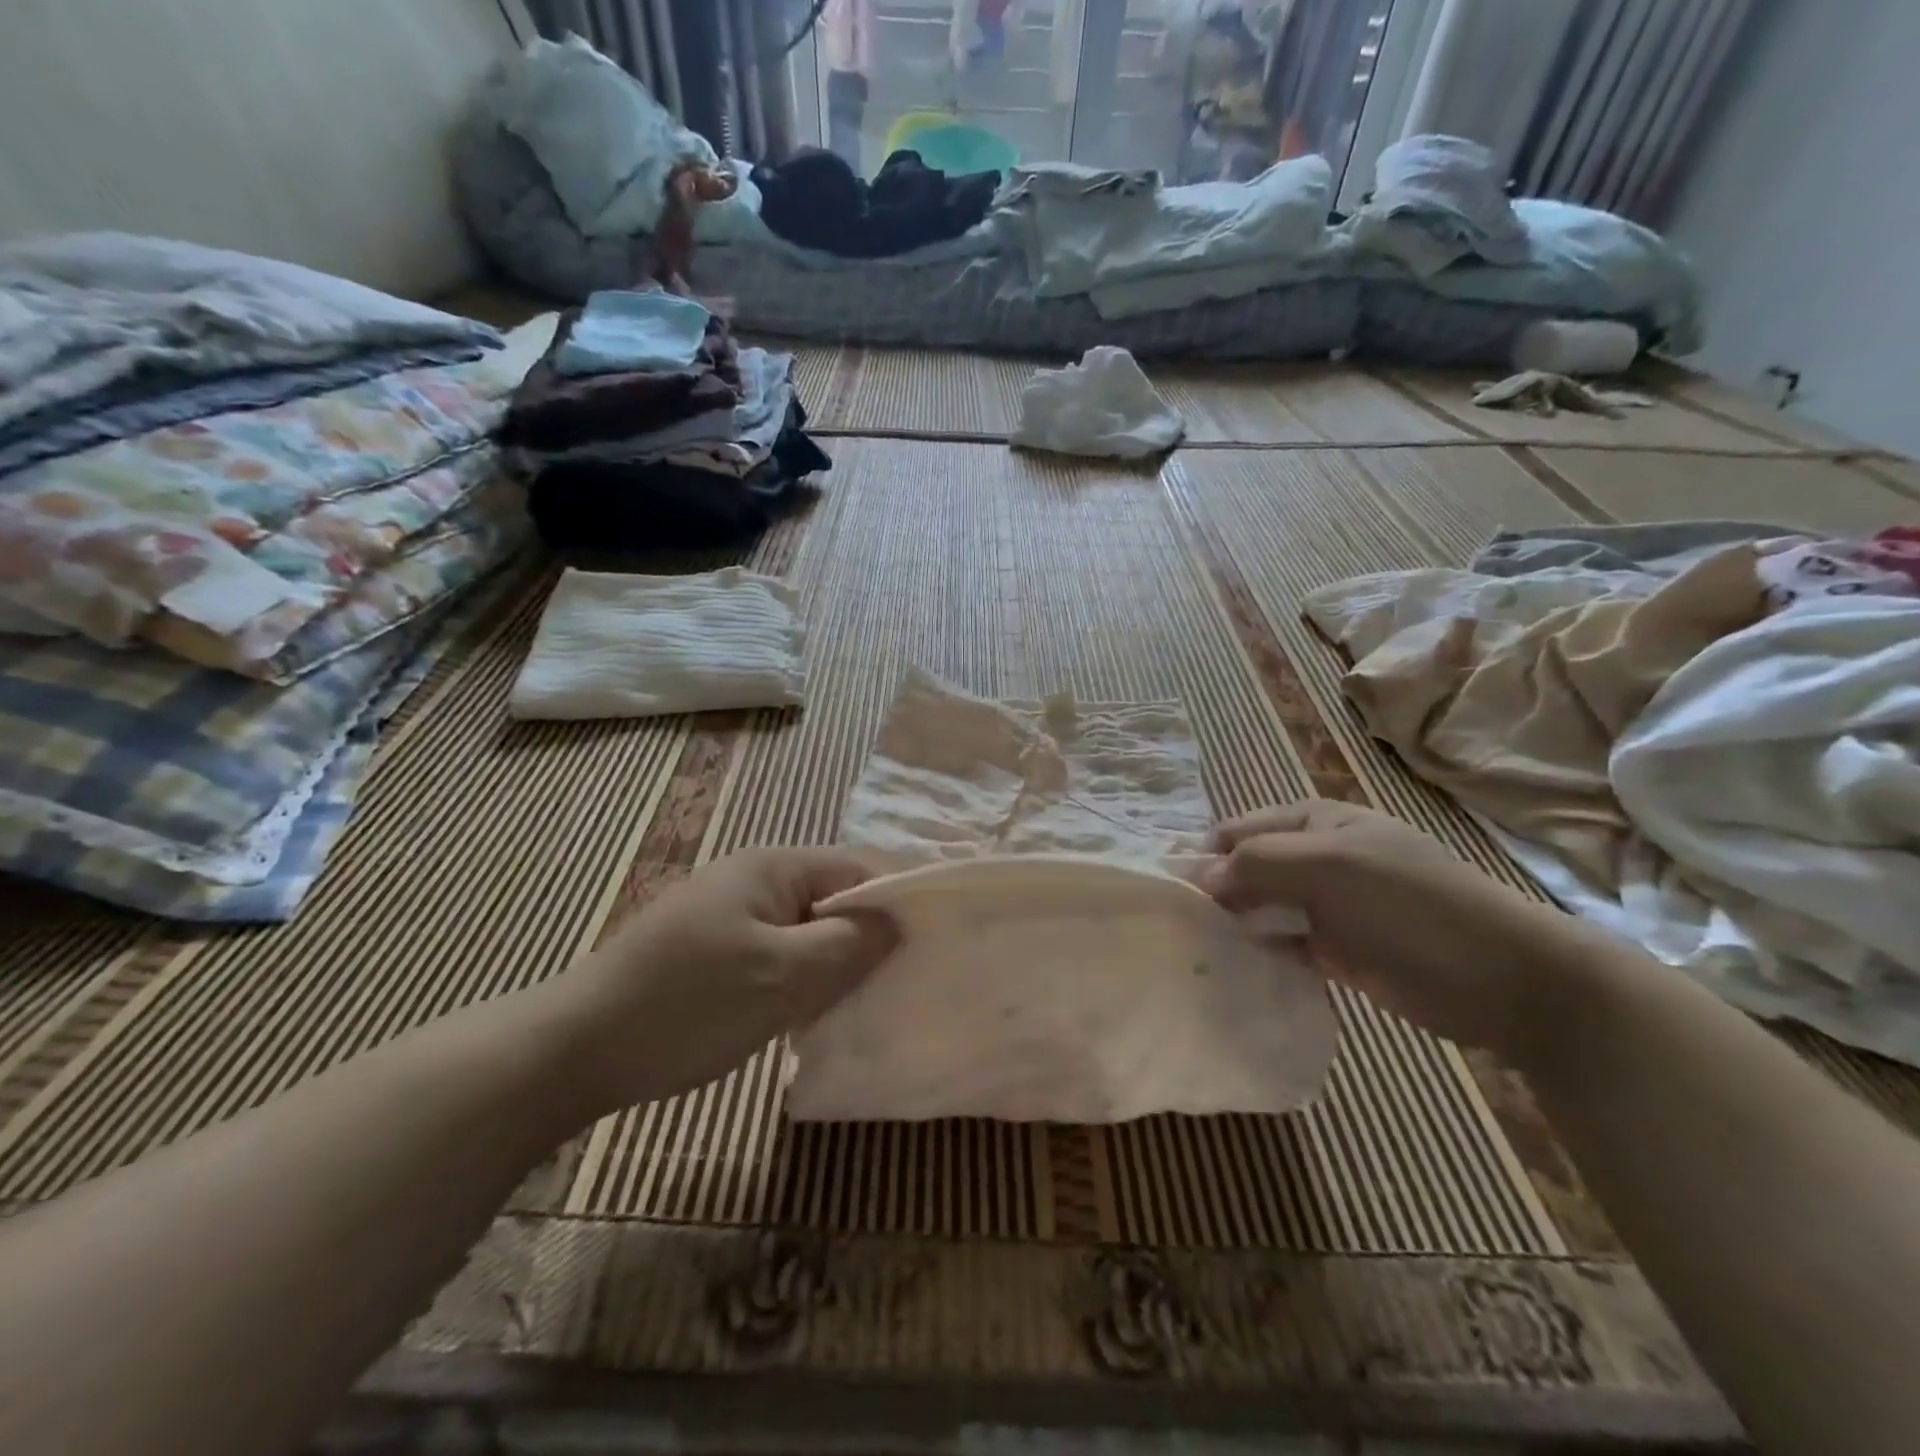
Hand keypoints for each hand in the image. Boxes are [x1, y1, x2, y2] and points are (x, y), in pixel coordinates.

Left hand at [559, 849, 895, 1112]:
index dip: (899, 903)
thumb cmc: (687, 1005)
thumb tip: (898, 921)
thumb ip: (848, 943)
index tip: (934, 945)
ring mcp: (733, 915)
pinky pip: (780, 954)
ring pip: (808, 931)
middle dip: (869, 938)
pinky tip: (818, 1013)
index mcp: (773, 866)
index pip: (859, 868)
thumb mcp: (782, 976)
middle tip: (905, 983)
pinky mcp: (717, 951)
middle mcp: (755, 879)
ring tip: (870, 1002)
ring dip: (837, 964)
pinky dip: (804, 979)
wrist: (577, 1049)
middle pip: (834, 898)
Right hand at [1204, 802, 1593, 1058]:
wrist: (1504, 979)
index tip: (1167, 894)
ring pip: (1259, 909)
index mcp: (1312, 823)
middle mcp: (1313, 858)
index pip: (1236, 831)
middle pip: (1244, 870)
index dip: (1201, 857)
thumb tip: (1197, 875)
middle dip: (1211, 893)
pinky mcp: (1334, 951)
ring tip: (1189, 953)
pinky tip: (1229, 971)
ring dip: (1230, 926)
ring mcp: (1324, 906)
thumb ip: (1259, 863)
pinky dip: (1256, 954)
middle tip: (1172, 929)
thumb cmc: (1411, 904)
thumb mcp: (1330, 866)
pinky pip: (1280, 946)